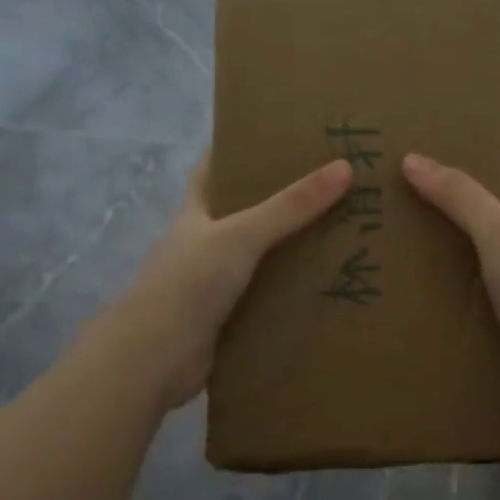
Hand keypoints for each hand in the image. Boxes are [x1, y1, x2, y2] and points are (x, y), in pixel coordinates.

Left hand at [118, 154, 352, 408]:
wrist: (153, 360)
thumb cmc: (189, 284)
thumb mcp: (242, 235)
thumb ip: (291, 206)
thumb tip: (345, 167)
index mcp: (197, 213)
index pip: (214, 170)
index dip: (240, 151)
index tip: (282, 139)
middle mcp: (205, 243)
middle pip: (246, 214)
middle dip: (283, 202)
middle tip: (334, 187)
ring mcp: (216, 283)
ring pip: (262, 258)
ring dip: (294, 250)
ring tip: (345, 233)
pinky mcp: (230, 318)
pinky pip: (269, 297)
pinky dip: (293, 292)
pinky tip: (329, 285)